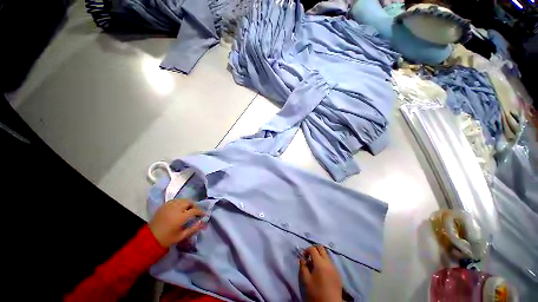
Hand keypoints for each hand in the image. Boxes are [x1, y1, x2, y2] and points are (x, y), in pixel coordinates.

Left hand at [149, 199, 205, 247]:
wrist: (150, 239)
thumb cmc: (167, 238)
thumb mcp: (181, 236)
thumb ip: (193, 229)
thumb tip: (203, 223)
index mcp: (180, 217)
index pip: (194, 210)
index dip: (200, 212)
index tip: (203, 214)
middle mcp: (176, 209)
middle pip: (189, 202)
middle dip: (194, 205)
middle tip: (195, 210)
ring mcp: (169, 206)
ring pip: (182, 200)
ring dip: (187, 203)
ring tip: (188, 208)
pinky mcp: (163, 206)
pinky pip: (174, 200)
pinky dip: (179, 202)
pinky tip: (179, 207)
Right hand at [299, 245, 342, 301]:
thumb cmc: (316, 293)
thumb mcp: (305, 280)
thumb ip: (303, 266)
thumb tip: (302, 258)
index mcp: (320, 263)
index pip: (313, 249)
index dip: (306, 250)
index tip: (303, 256)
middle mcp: (328, 262)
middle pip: (321, 248)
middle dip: (314, 249)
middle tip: (309, 256)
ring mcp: (334, 267)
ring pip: (326, 254)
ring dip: (319, 255)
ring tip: (314, 264)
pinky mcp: (338, 273)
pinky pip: (330, 261)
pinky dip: (324, 261)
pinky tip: (321, 270)